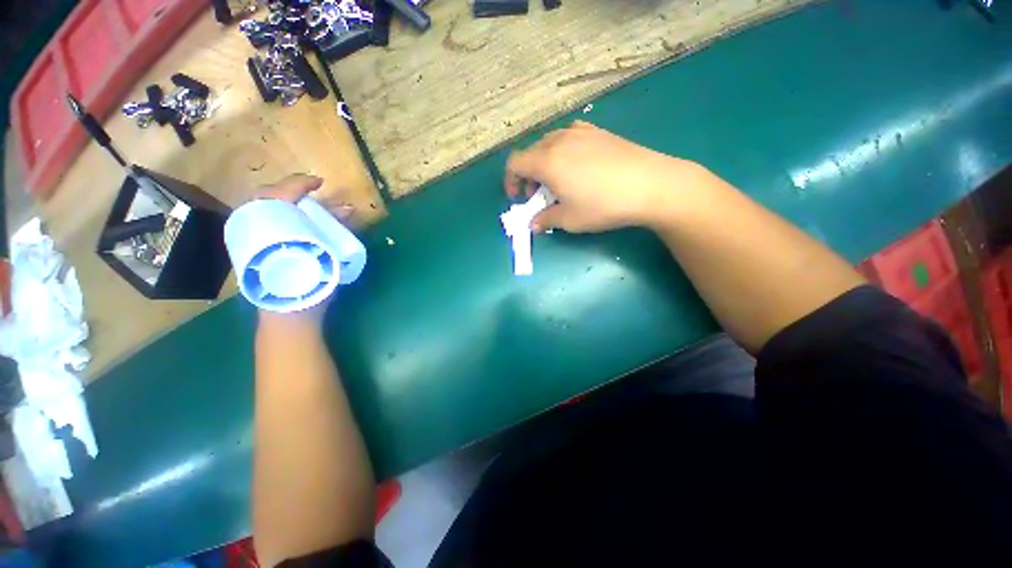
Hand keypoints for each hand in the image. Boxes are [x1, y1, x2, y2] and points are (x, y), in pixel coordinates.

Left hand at [254, 174, 353, 328]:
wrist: (289, 312)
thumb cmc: (307, 286)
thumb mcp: (325, 256)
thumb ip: (333, 232)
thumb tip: (348, 210)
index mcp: (265, 228)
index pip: (277, 195)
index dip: (297, 184)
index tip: (319, 182)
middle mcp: (253, 229)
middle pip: (268, 198)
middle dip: (292, 191)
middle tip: (313, 194)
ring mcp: (250, 239)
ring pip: (265, 209)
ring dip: (288, 203)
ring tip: (310, 206)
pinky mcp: (254, 249)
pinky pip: (265, 223)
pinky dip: (283, 217)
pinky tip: (299, 222)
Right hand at [504, 121, 713, 232]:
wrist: (650, 184)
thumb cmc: (603, 205)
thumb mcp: (570, 219)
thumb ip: (546, 219)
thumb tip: (533, 224)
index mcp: (547, 161)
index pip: (515, 163)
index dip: (511, 181)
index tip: (519, 198)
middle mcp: (559, 141)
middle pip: (531, 152)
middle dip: (528, 175)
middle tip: (538, 195)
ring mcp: (581, 133)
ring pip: (550, 142)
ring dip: (544, 162)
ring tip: (557, 180)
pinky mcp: (599, 132)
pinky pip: (570, 136)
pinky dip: (563, 150)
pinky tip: (576, 164)